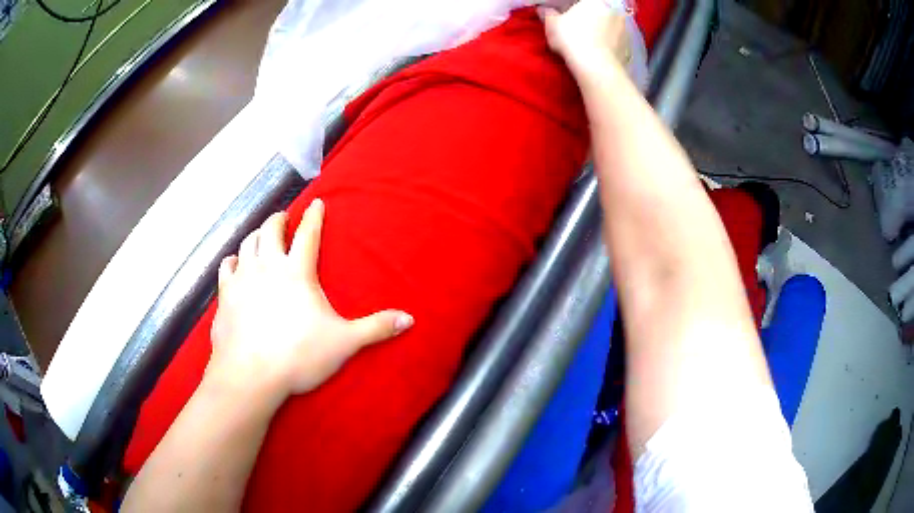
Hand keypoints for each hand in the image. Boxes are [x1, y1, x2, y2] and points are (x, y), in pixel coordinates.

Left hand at [209, 199, 413, 397]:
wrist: (250, 374)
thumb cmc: (298, 356)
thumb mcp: (344, 343)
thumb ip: (376, 328)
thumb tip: (410, 319)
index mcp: (297, 272)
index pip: (308, 234)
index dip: (314, 215)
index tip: (317, 202)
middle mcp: (267, 266)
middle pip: (271, 229)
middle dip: (279, 219)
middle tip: (283, 217)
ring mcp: (242, 278)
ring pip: (247, 243)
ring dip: (255, 235)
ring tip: (261, 235)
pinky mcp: (225, 295)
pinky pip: (226, 267)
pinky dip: (232, 260)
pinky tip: (234, 263)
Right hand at [539, 0, 631, 77]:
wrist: (595, 67)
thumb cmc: (571, 38)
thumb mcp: (552, 24)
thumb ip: (548, 14)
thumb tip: (545, 10)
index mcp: (595, 2)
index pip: (584, 3)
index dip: (575, 10)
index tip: (569, 18)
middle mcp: (614, 13)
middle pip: (601, 14)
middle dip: (592, 20)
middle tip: (580, 31)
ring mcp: (625, 31)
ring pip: (611, 28)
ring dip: (603, 33)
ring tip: (591, 45)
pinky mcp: (629, 49)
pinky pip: (617, 44)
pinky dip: (610, 48)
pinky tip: (601, 55)